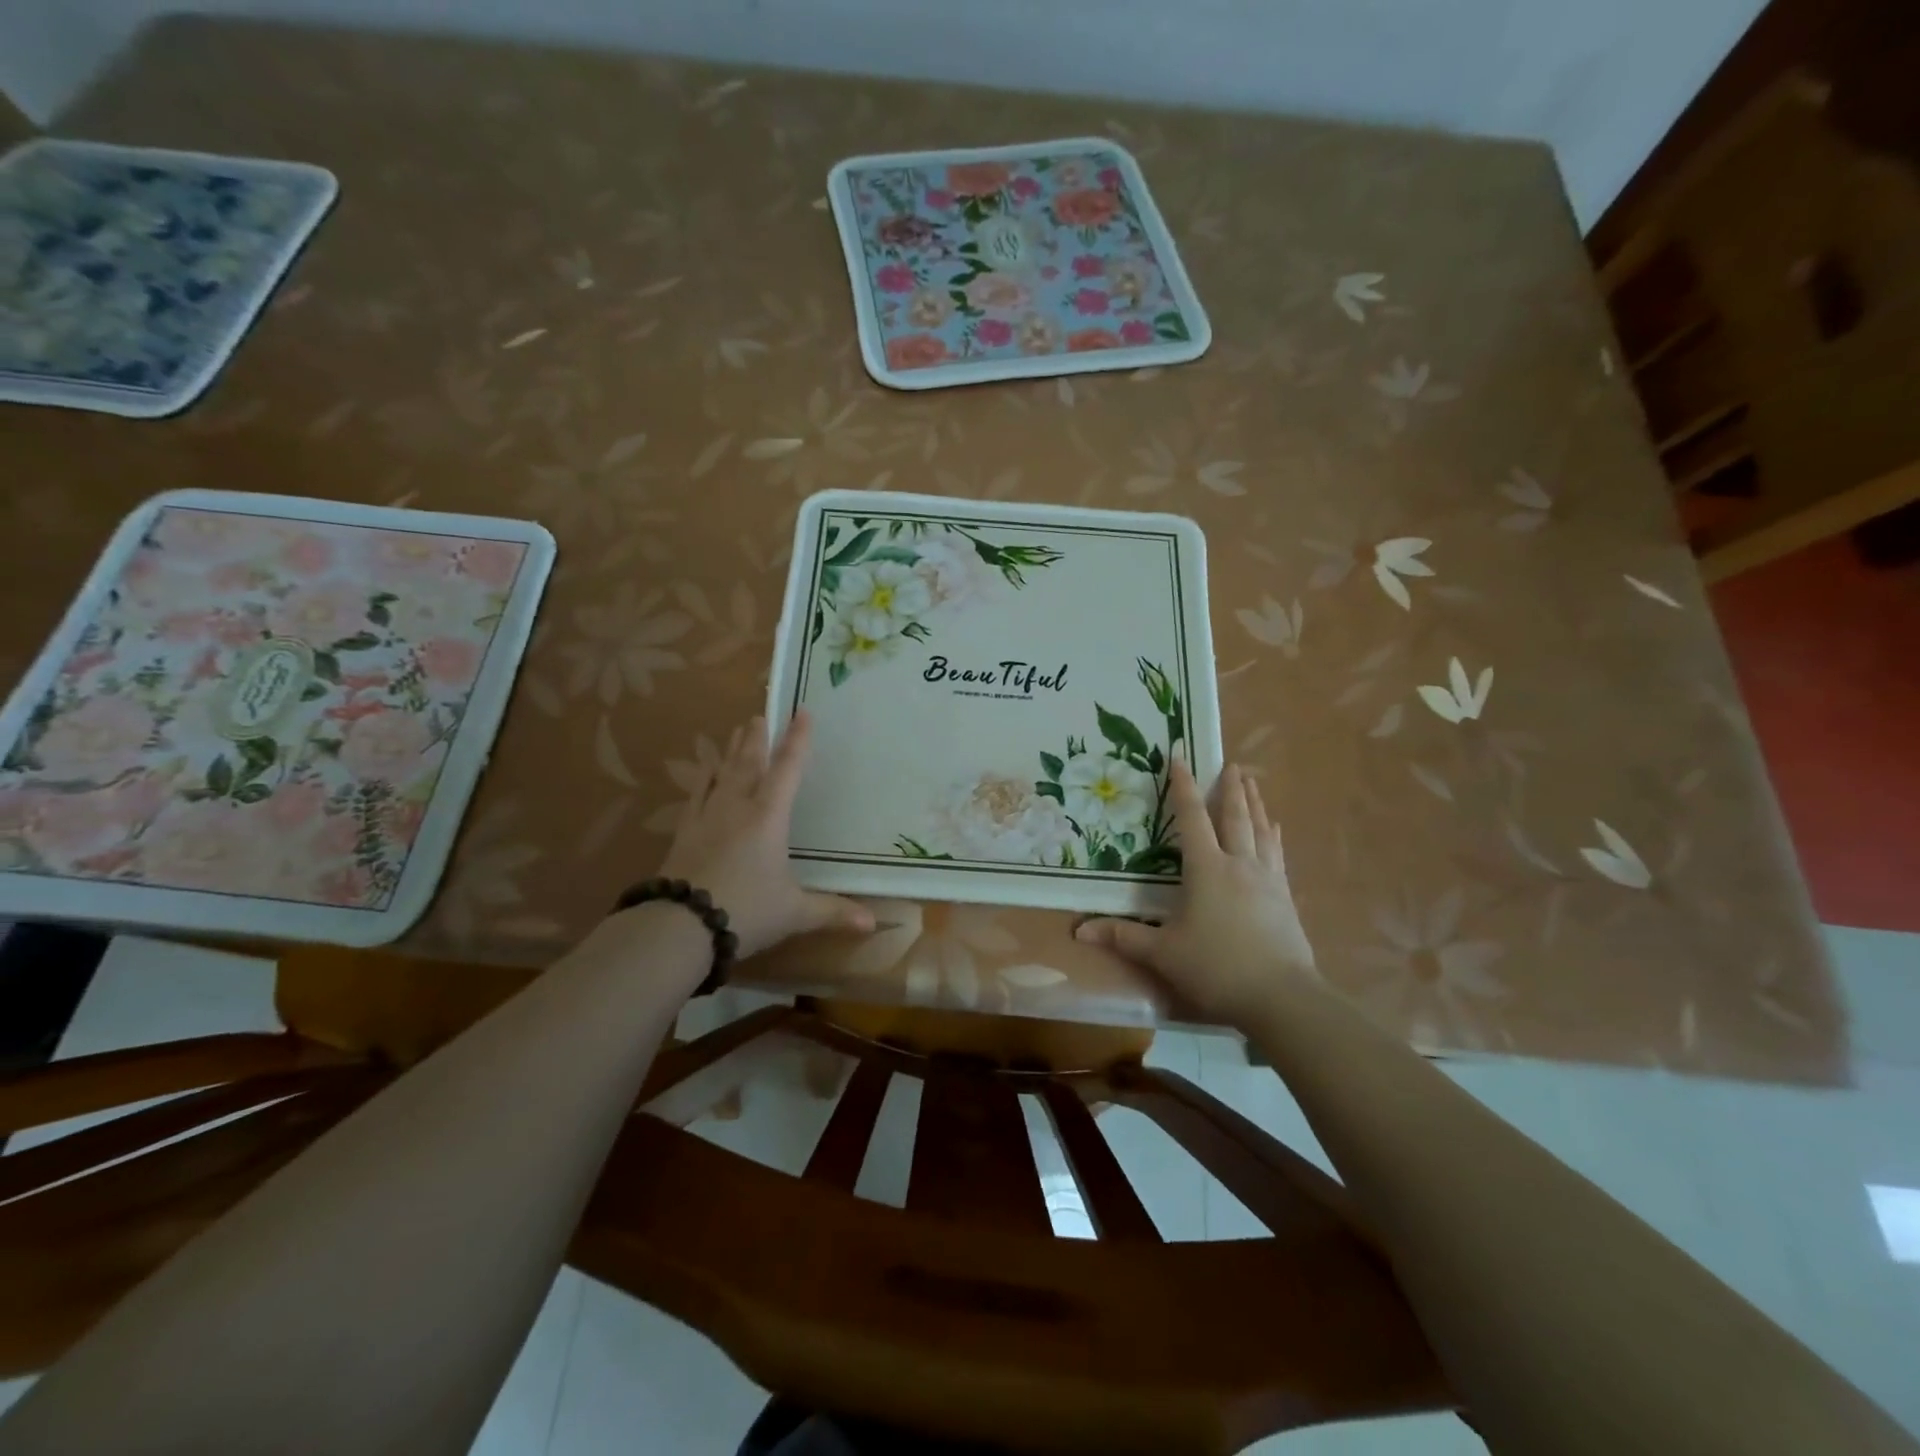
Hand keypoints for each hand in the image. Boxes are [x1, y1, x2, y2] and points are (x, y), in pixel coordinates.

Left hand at [654, 710, 873, 960]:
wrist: (681, 926)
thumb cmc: (746, 911)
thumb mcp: (795, 913)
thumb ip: (833, 912)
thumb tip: (873, 924)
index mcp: (769, 817)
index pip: (788, 769)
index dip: (798, 740)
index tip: (802, 712)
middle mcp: (738, 807)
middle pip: (750, 763)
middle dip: (758, 738)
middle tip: (760, 714)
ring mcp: (707, 817)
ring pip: (722, 773)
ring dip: (732, 750)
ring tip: (737, 730)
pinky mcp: (685, 833)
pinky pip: (696, 795)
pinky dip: (703, 778)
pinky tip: (704, 770)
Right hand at [1075, 761, 1314, 1027]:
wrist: (1282, 998)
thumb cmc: (1216, 968)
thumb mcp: (1163, 953)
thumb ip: (1123, 937)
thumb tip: (1079, 931)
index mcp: (1206, 869)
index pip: (1192, 818)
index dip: (1183, 787)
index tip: (1181, 757)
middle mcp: (1238, 864)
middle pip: (1234, 817)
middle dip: (1230, 788)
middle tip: (1231, 763)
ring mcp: (1267, 879)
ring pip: (1260, 830)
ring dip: (1255, 804)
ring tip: (1253, 783)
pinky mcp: (1285, 898)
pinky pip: (1278, 855)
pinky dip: (1274, 835)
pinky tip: (1276, 829)